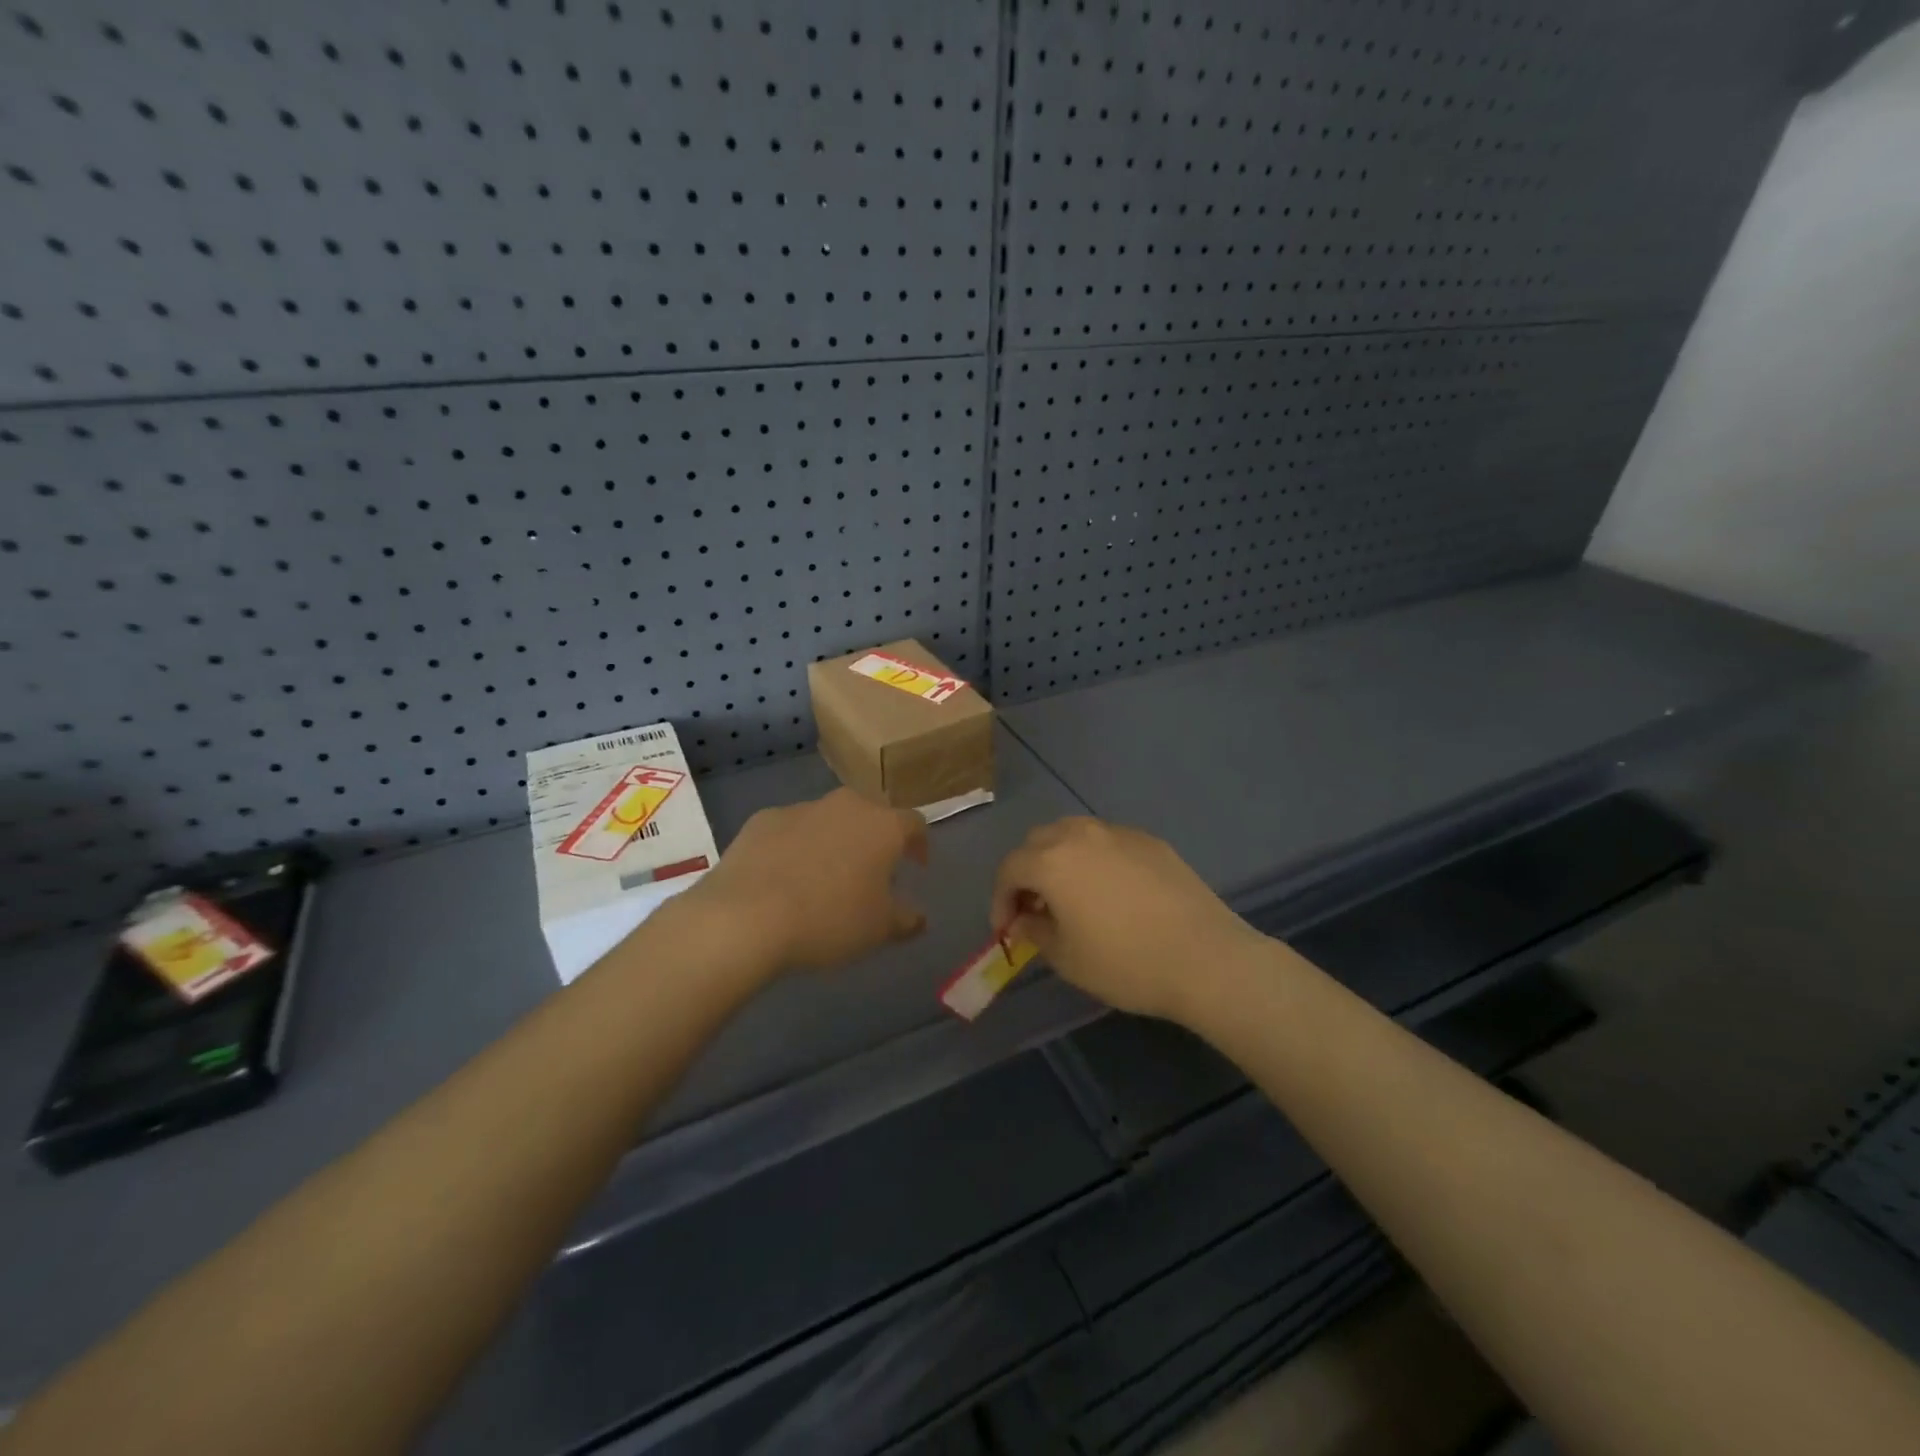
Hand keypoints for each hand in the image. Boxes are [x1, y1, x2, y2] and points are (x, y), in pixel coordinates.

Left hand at [691, 788, 928, 972]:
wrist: (746, 917)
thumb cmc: (829, 920)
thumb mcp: (879, 930)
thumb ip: (906, 920)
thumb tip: (919, 917)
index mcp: (883, 826)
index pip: (914, 824)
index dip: (919, 845)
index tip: (916, 867)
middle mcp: (846, 805)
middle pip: (870, 815)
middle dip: (874, 840)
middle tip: (870, 873)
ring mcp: (801, 808)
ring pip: (828, 820)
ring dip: (833, 842)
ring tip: (823, 879)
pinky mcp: (762, 820)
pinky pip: (790, 831)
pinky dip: (794, 847)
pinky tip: (783, 879)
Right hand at [991, 817, 1267, 1022]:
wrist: (1205, 958)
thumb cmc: (1125, 963)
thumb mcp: (1067, 958)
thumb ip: (1035, 931)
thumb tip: (1024, 919)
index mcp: (1052, 861)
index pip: (1010, 869)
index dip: (1001, 899)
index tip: (1007, 929)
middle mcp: (1081, 835)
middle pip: (1038, 841)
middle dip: (1027, 872)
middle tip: (1034, 908)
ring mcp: (1119, 833)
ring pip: (1073, 833)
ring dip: (1059, 858)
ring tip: (1070, 894)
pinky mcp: (1150, 841)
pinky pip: (1108, 841)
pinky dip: (1095, 858)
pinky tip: (1111, 890)